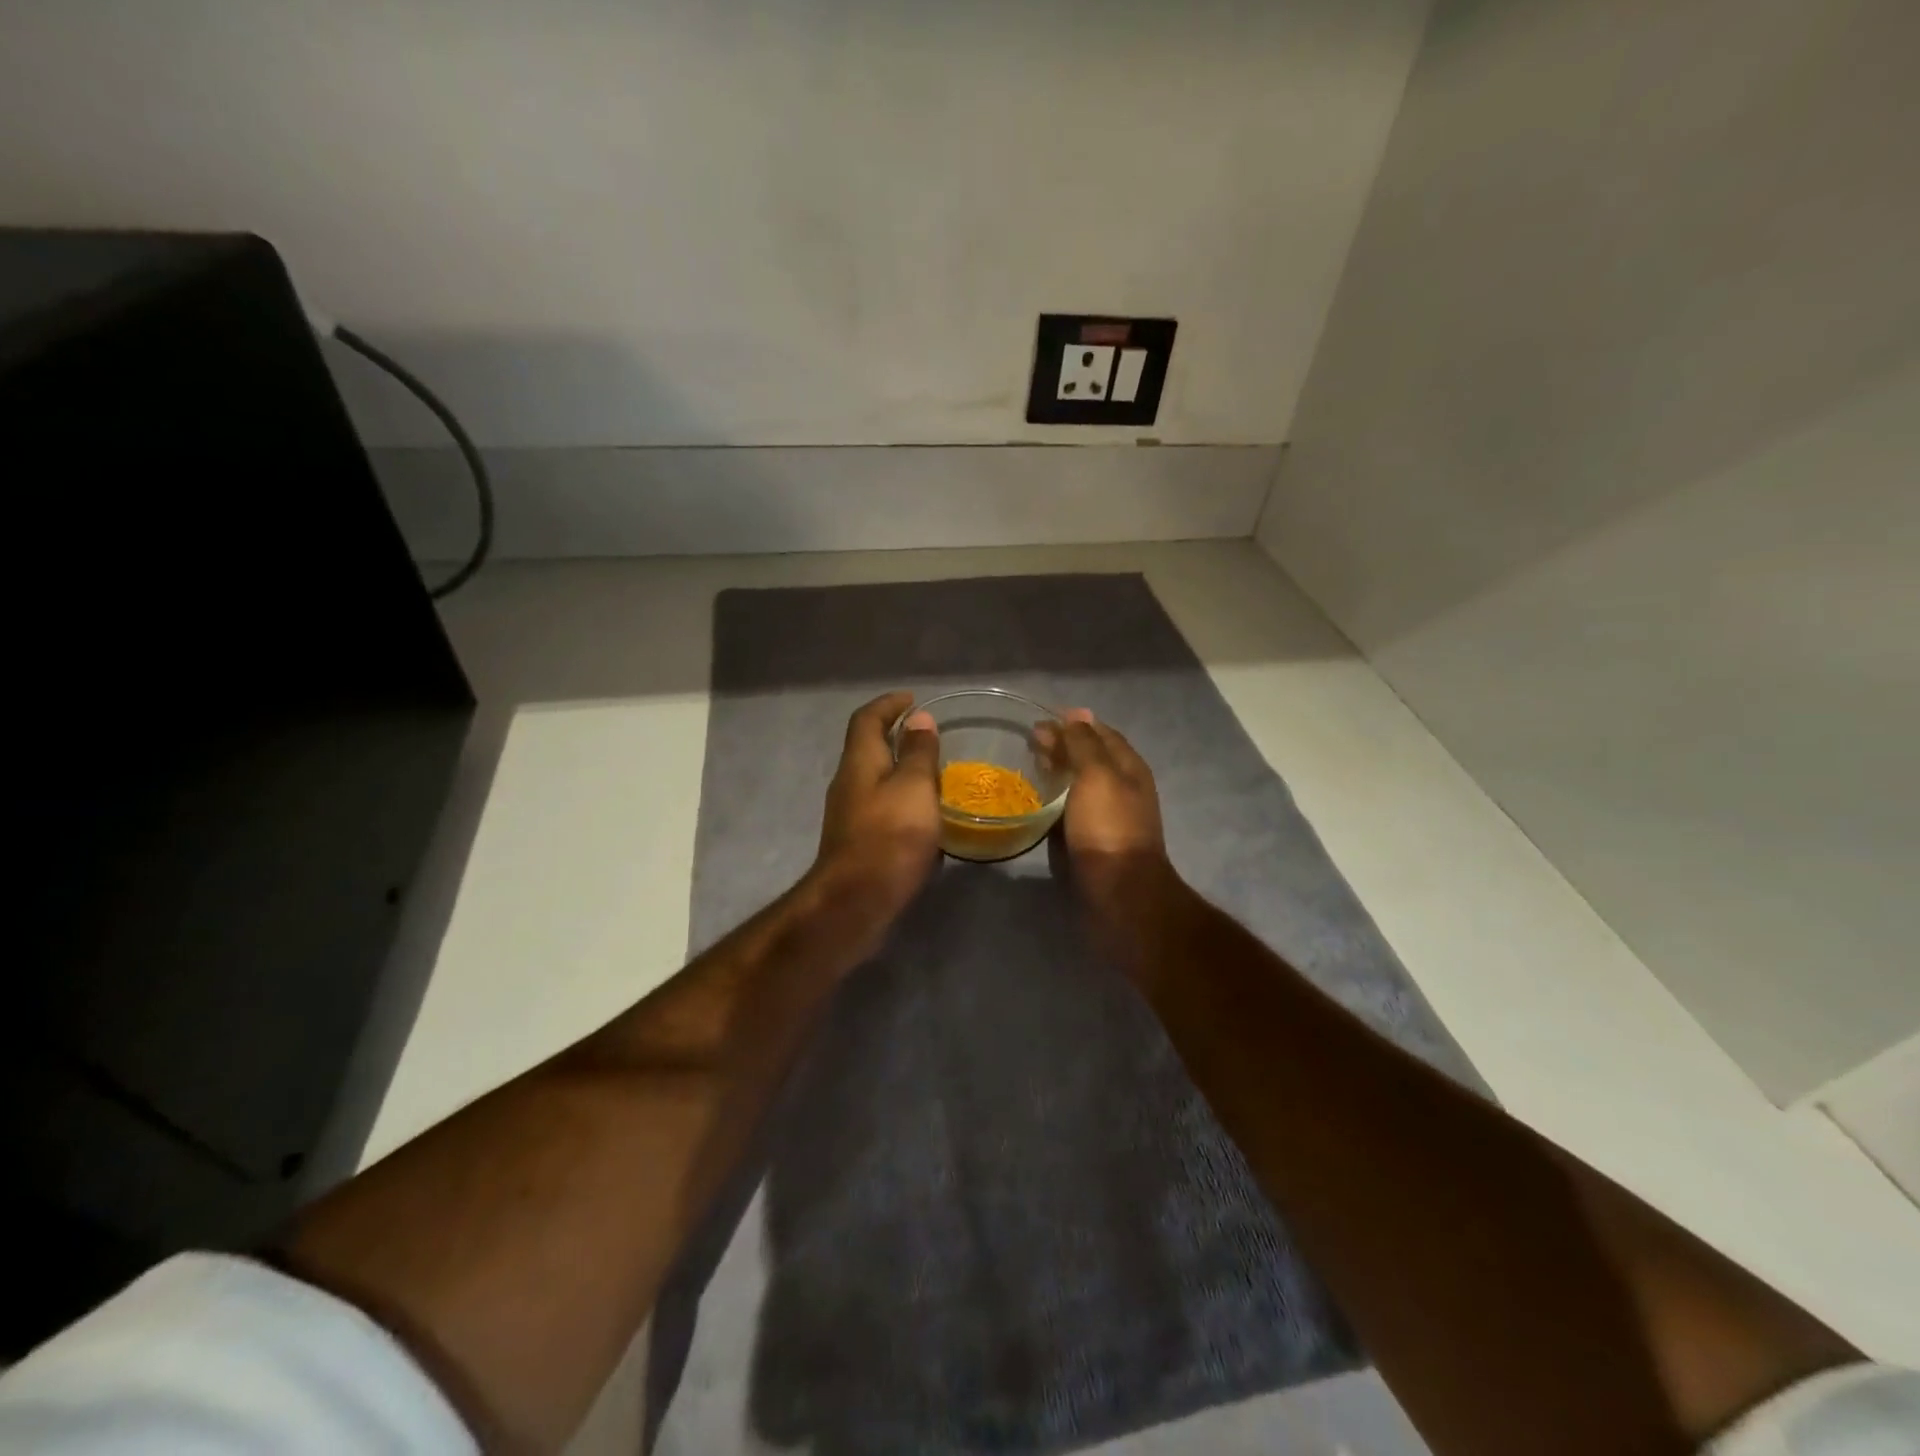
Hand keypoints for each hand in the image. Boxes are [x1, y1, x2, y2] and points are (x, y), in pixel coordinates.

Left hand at [812, 690, 941, 922]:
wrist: (855, 902)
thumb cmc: (889, 837)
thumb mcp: (914, 788)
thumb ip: (918, 753)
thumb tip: (919, 719)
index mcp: (859, 762)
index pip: (868, 719)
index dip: (889, 704)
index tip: (913, 699)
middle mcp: (849, 782)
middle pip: (868, 747)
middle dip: (895, 735)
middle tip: (928, 735)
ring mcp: (850, 814)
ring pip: (875, 779)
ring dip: (900, 769)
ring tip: (933, 771)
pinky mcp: (858, 841)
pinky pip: (882, 807)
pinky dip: (902, 799)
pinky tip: (925, 814)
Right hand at [1041, 709, 1180, 924]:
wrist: (1118, 892)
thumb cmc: (1108, 827)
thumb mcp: (1097, 775)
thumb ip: (1084, 743)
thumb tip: (1076, 714)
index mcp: (1128, 767)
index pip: (1100, 732)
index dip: (1073, 723)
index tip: (1040, 720)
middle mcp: (1120, 787)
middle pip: (1089, 757)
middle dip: (1061, 745)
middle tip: (1029, 742)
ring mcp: (1106, 815)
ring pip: (1078, 783)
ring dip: (1056, 771)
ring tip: (1028, 765)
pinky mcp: (1090, 839)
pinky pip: (1070, 809)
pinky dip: (1054, 798)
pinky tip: (1035, 799)